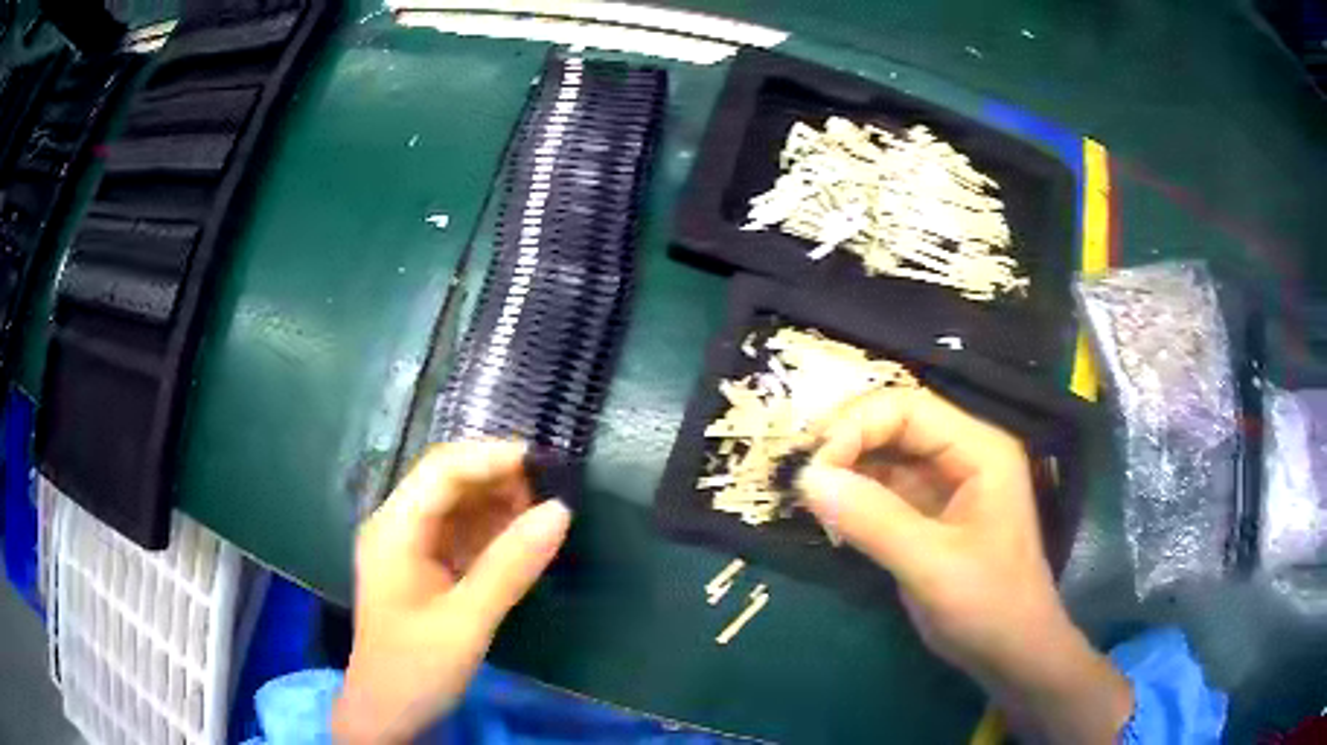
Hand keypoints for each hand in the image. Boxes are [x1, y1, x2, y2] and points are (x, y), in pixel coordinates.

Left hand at [332, 442, 570, 743]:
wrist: (387, 714)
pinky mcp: (425, 569)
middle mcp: (398, 527)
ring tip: (544, 516)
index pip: (441, 469)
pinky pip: (462, 537)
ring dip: (499, 506)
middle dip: (499, 481)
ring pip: (458, 508)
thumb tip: (560, 511)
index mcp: (394, 529)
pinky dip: (493, 534)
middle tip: (551, 494)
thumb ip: (510, 566)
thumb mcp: (466, 621)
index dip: (491, 457)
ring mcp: (410, 548)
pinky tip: (522, 543)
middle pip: (449, 483)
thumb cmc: (416, 668)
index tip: (544, 463)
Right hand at [798, 388, 1130, 743]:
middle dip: (846, 442)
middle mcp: (963, 455)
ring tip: (807, 494)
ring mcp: (946, 485)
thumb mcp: (933, 566)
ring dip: (846, 469)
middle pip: (895, 424)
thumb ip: (874, 520)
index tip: (814, 466)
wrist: (1012, 654)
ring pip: (886, 456)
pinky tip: (829, 513)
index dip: (856, 425)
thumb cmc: (989, 605)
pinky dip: (854, 497)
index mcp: (979, 449)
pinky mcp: (929, 515)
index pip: (909, 408)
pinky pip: (885, 490)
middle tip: (802, 476)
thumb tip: (807, 479)